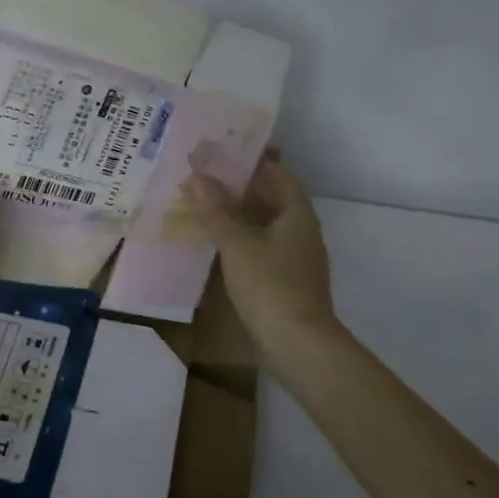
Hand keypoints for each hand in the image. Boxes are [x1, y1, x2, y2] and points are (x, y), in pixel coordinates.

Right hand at [183, 161, 338, 358]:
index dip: (250, 161)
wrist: (299, 345)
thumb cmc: (270, 286)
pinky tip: (218, 242)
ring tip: (205, 204)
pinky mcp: (287, 280)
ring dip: (239, 213)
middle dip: (240, 186)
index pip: (276, 174)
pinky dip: (242, 238)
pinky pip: (262, 246)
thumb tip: (197, 178)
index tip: (221, 152)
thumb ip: (216, 211)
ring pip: (265, 224)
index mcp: (297, 214)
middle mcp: (301, 230)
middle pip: (271, 198)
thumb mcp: (237, 245)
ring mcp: (296, 257)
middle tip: (205, 176)